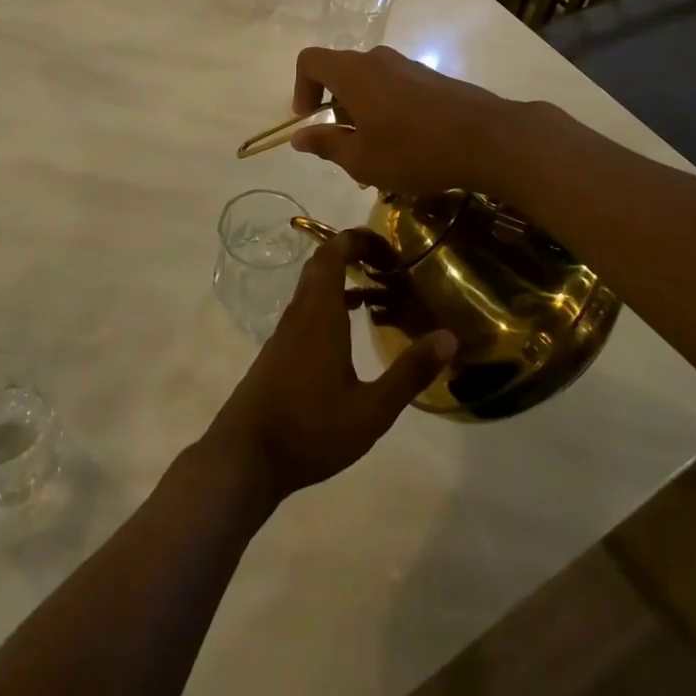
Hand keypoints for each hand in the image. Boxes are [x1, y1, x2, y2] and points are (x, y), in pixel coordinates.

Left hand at [202, 234, 454, 505]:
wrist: (246, 455)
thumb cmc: (311, 429)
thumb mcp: (371, 409)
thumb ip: (409, 372)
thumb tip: (448, 337)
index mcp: (320, 314)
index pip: (333, 253)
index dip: (358, 239)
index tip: (388, 246)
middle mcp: (299, 313)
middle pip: (320, 264)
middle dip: (352, 254)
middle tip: (387, 265)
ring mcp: (284, 332)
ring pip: (312, 288)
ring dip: (341, 280)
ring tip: (377, 294)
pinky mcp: (277, 352)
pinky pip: (305, 309)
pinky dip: (329, 304)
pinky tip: (348, 333)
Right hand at [289, 45, 524, 196]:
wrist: (489, 139)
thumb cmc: (414, 150)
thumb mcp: (362, 159)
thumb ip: (326, 144)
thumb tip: (299, 137)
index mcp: (352, 73)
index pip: (310, 61)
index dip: (301, 88)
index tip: (309, 119)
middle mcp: (377, 59)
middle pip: (341, 72)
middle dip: (335, 107)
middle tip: (346, 144)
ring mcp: (409, 66)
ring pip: (370, 81)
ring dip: (363, 111)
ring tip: (378, 151)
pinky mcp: (433, 78)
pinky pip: (396, 87)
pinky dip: (388, 109)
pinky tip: (407, 145)